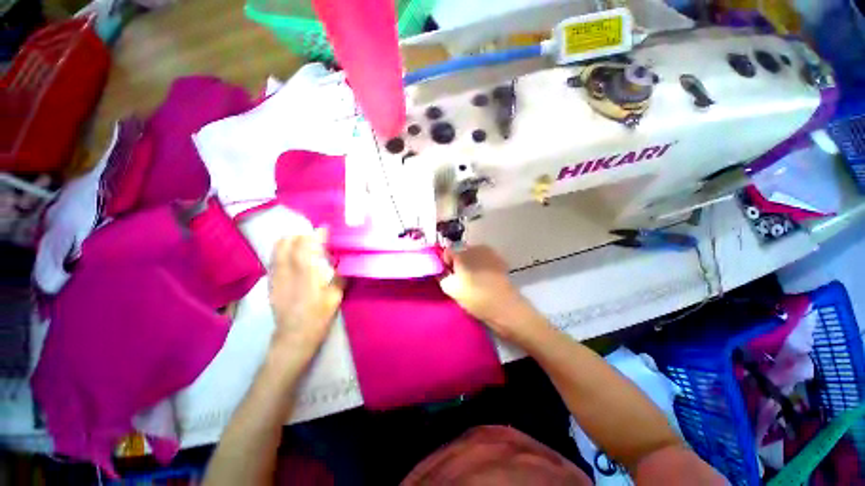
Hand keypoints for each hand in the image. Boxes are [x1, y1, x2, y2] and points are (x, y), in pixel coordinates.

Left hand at [268, 230, 343, 355]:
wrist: (293, 337)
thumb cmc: (318, 317)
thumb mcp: (335, 297)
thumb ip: (340, 277)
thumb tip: (346, 262)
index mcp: (305, 274)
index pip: (306, 245)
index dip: (316, 234)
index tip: (327, 230)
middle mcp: (287, 271)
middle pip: (287, 241)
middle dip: (302, 235)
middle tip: (316, 238)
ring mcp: (275, 276)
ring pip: (277, 248)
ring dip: (292, 241)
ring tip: (306, 245)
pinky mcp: (271, 282)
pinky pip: (275, 258)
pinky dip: (285, 252)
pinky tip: (296, 259)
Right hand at [439, 245, 544, 343]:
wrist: (504, 306)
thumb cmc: (474, 297)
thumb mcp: (450, 288)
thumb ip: (441, 275)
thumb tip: (441, 269)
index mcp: (461, 253)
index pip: (446, 252)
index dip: (445, 263)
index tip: (447, 275)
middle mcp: (474, 248)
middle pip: (460, 252)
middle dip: (458, 263)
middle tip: (459, 279)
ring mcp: (489, 252)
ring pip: (472, 255)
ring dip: (470, 264)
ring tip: (473, 280)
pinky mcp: (499, 259)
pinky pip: (484, 260)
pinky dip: (481, 266)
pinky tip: (484, 279)